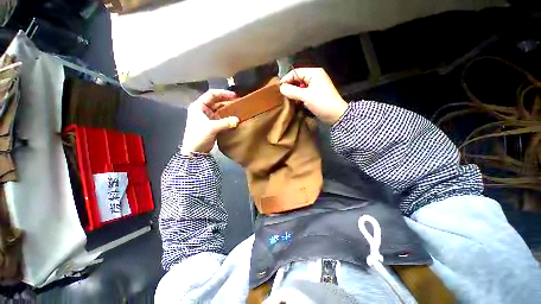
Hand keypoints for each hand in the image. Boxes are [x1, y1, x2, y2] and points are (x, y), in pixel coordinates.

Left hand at [180, 90, 238, 154]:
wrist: (195, 151)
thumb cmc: (198, 136)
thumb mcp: (211, 128)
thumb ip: (225, 123)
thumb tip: (237, 119)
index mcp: (199, 106)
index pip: (211, 94)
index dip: (223, 93)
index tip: (234, 96)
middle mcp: (203, 110)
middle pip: (216, 102)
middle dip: (227, 102)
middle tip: (239, 103)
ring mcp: (208, 117)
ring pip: (220, 110)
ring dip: (229, 110)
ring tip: (239, 110)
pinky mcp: (213, 124)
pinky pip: (222, 118)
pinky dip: (228, 118)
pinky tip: (235, 118)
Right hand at [280, 68, 347, 124]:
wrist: (336, 115)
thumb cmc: (322, 103)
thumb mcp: (306, 96)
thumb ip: (292, 91)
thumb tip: (281, 88)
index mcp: (314, 73)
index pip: (295, 72)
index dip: (286, 79)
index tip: (278, 89)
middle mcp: (314, 77)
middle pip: (297, 79)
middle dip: (289, 86)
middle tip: (281, 95)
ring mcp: (315, 86)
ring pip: (299, 87)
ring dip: (293, 93)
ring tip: (286, 99)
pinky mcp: (314, 94)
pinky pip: (303, 93)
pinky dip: (298, 97)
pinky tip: (293, 102)